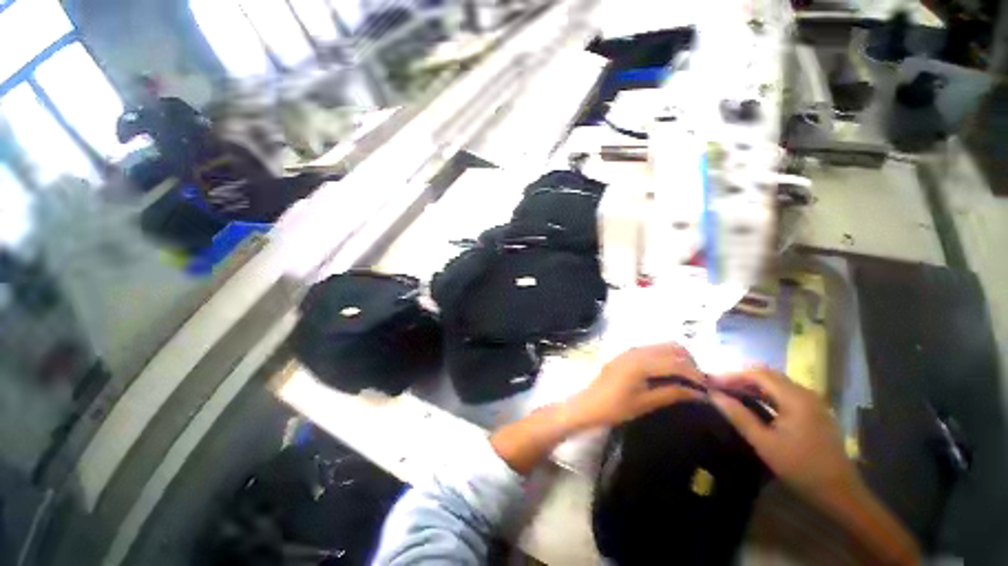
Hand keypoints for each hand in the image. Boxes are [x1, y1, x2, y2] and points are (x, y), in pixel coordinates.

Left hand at [567, 343, 705, 428]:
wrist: (589, 404)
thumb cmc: (615, 407)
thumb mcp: (646, 403)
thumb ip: (673, 393)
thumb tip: (700, 393)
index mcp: (641, 362)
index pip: (677, 362)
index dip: (696, 374)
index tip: (710, 389)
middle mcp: (637, 350)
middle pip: (672, 348)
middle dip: (690, 363)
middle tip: (698, 383)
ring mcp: (631, 350)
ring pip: (663, 347)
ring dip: (678, 358)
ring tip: (686, 379)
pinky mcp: (627, 353)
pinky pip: (652, 350)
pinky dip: (665, 358)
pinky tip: (669, 373)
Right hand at [710, 367, 858, 500]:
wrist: (840, 492)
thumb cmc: (800, 468)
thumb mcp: (764, 443)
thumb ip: (738, 416)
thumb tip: (713, 395)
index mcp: (795, 398)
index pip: (758, 374)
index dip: (732, 375)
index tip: (710, 381)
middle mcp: (806, 393)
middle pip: (768, 375)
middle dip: (741, 377)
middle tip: (718, 386)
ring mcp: (813, 402)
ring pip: (777, 383)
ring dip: (752, 385)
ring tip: (731, 392)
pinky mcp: (815, 411)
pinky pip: (785, 393)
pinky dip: (766, 393)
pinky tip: (754, 402)